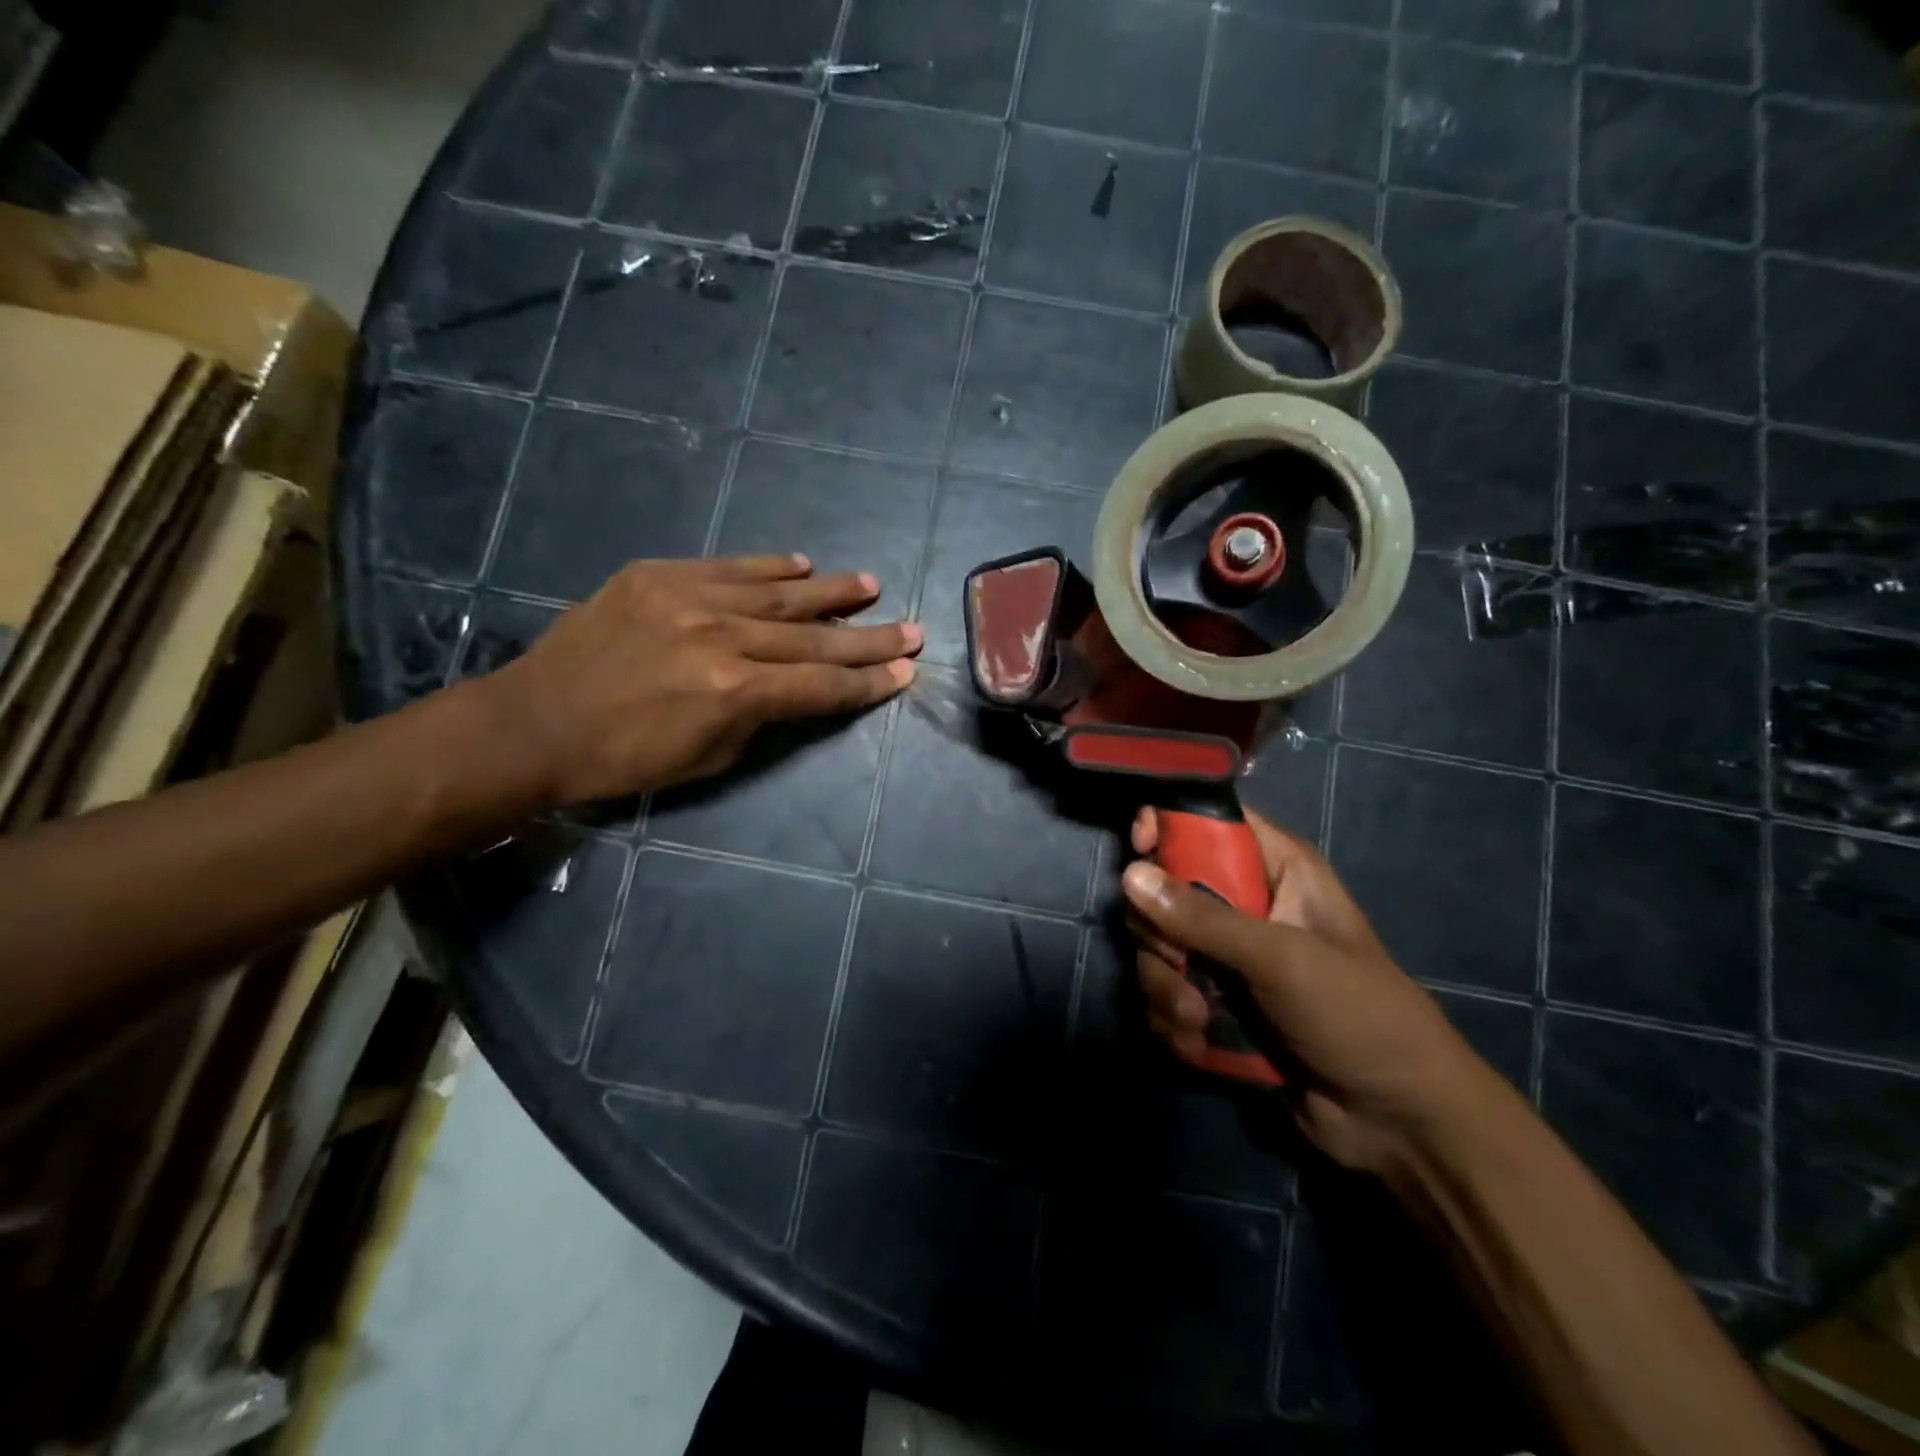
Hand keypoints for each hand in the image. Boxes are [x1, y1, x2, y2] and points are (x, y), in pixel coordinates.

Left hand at [480, 555, 919, 806]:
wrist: (536, 722)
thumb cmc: (625, 759)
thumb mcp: (710, 757)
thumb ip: (762, 716)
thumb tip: (794, 687)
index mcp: (735, 691)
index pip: (822, 684)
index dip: (868, 681)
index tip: (905, 671)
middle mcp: (722, 636)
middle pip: (814, 636)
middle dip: (868, 637)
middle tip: (912, 628)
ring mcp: (690, 597)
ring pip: (780, 593)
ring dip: (832, 591)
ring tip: (871, 586)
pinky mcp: (659, 575)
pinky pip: (730, 566)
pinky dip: (771, 567)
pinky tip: (803, 564)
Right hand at [1123, 806, 1498, 1176]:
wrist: (1395, 1120)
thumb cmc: (1358, 1015)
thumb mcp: (1282, 959)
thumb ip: (1204, 919)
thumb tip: (1130, 874)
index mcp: (1275, 869)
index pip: (1207, 821)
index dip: (1168, 824)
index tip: (1140, 848)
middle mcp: (1244, 904)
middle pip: (1163, 889)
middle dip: (1160, 935)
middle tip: (1181, 964)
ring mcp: (1224, 957)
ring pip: (1156, 950)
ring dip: (1166, 990)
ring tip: (1198, 1021)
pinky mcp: (1213, 1003)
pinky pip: (1162, 997)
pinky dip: (1174, 1023)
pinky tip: (1201, 1045)